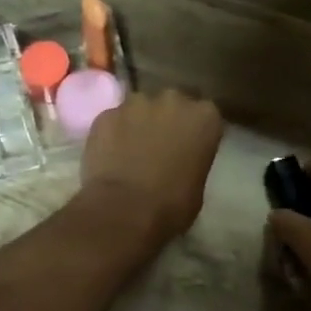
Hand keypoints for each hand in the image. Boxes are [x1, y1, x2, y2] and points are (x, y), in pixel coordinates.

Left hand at [78, 89, 224, 247]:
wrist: (125, 210)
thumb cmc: (172, 205)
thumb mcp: (198, 184)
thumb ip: (192, 159)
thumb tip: (180, 160)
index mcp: (204, 116)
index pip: (205, 115)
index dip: (195, 131)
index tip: (189, 147)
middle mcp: (173, 100)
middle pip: (172, 104)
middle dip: (166, 120)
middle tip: (159, 147)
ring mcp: (136, 103)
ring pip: (139, 109)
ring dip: (138, 124)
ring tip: (130, 151)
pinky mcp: (106, 114)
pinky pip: (113, 121)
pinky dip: (112, 133)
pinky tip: (109, 156)